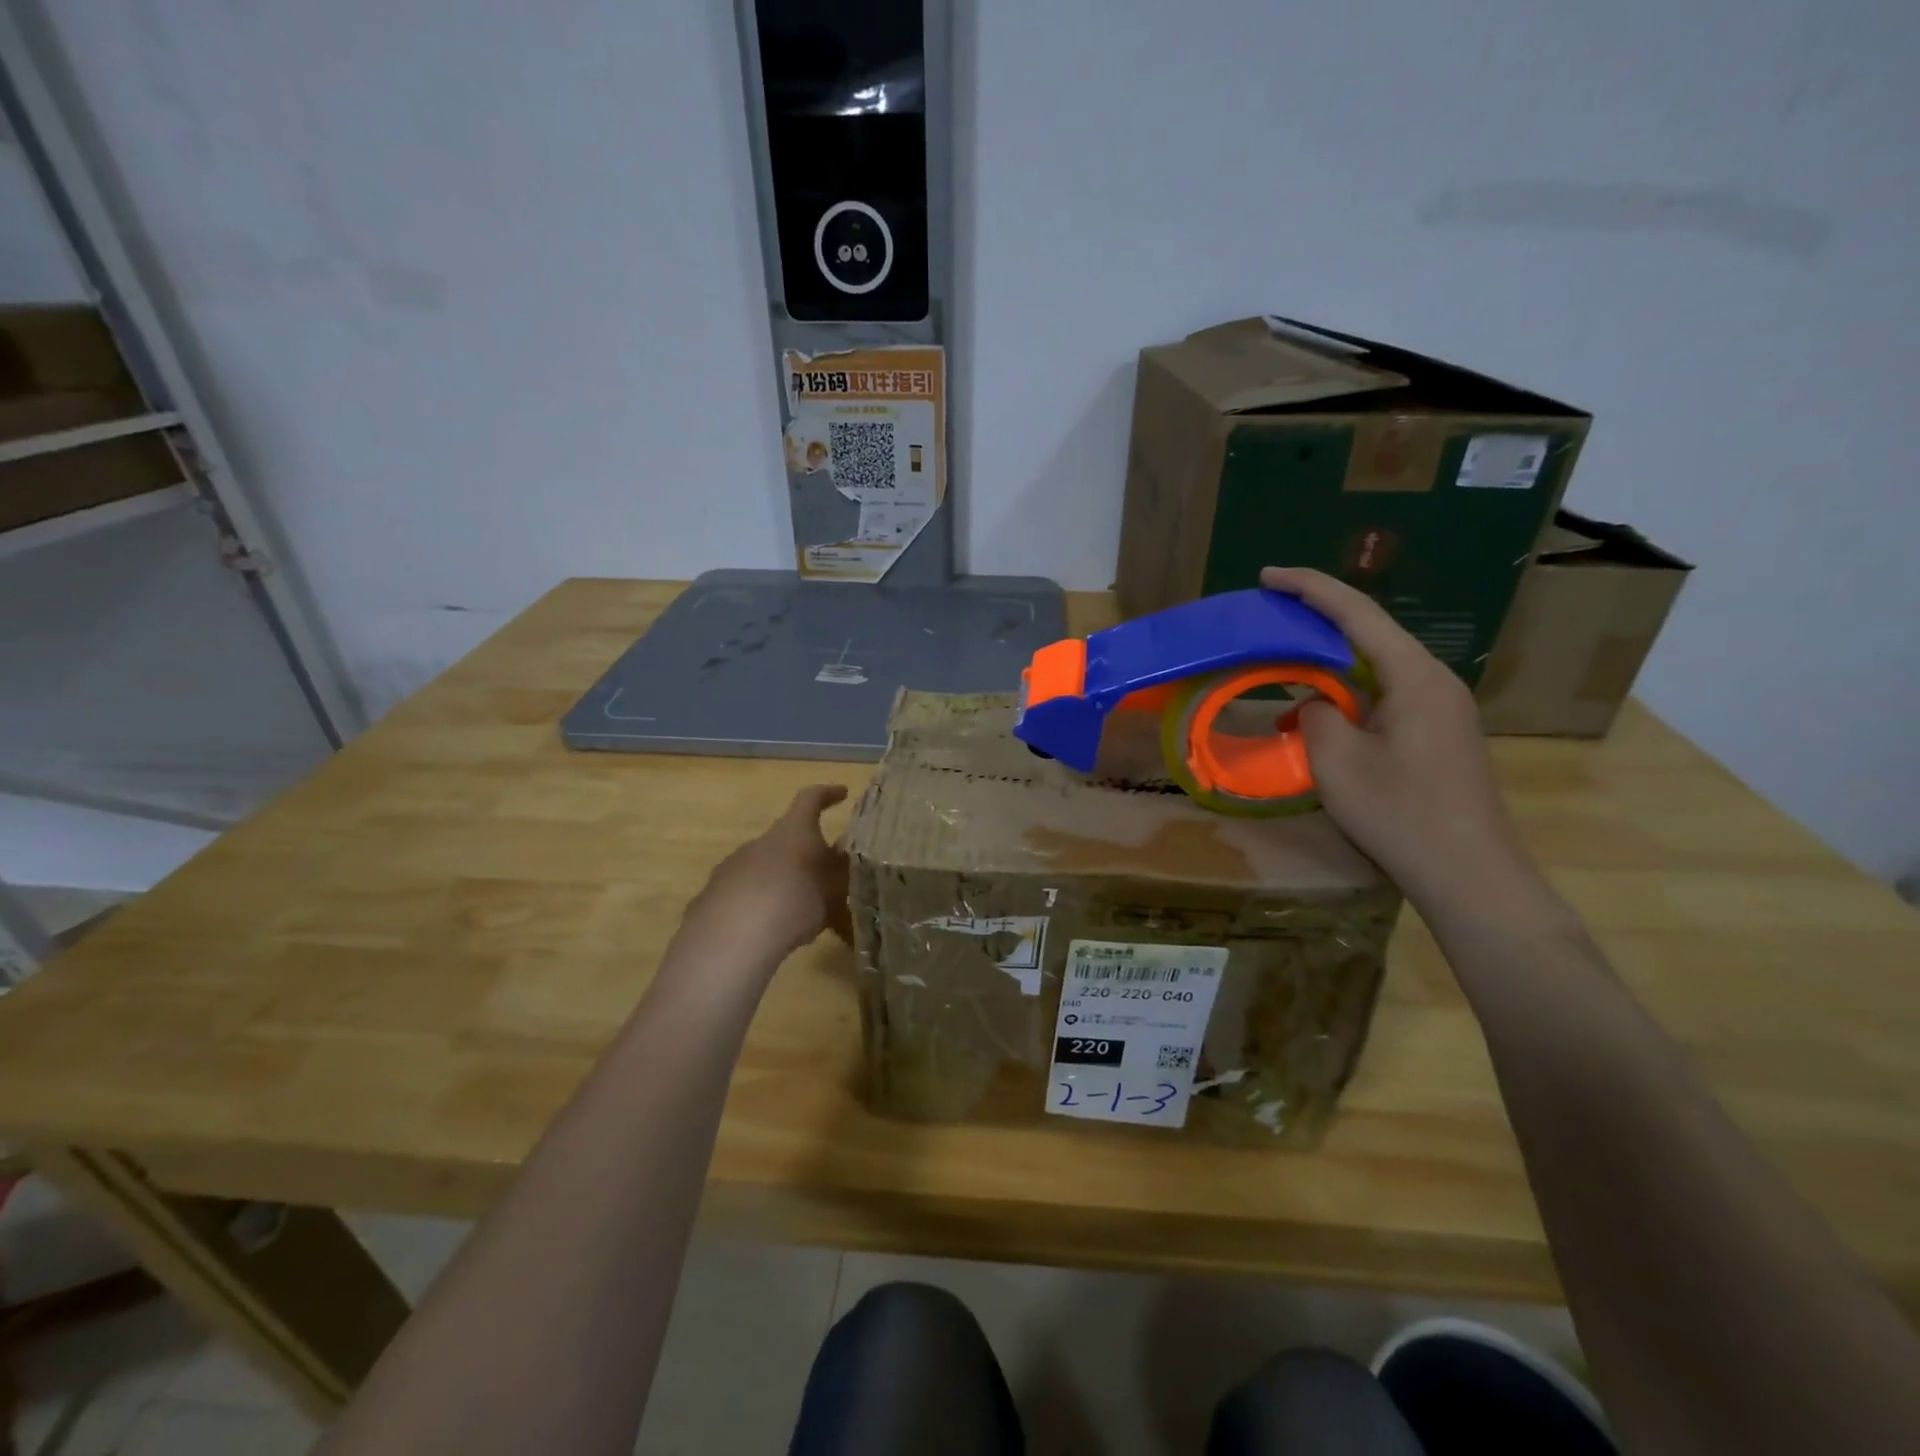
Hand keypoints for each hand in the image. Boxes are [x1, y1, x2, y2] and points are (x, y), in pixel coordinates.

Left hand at [677, 785, 851, 964]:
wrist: (732, 936)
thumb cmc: (795, 901)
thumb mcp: (834, 889)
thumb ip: (841, 873)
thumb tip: (845, 859)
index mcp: (794, 830)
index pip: (811, 799)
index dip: (827, 794)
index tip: (841, 793)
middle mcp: (762, 841)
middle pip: (789, 840)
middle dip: (808, 857)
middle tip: (827, 882)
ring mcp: (734, 866)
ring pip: (768, 870)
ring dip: (785, 885)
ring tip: (803, 916)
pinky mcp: (714, 894)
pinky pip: (747, 895)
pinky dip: (762, 907)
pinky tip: (772, 932)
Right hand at [1261, 567, 1541, 907]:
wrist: (1470, 875)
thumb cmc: (1401, 813)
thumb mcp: (1337, 762)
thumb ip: (1315, 715)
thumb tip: (1316, 705)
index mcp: (1414, 676)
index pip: (1357, 614)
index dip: (1310, 589)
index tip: (1268, 576)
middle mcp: (1433, 682)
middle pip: (1370, 633)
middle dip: (1318, 618)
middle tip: (1270, 613)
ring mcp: (1440, 710)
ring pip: (1376, 666)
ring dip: (1330, 659)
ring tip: (1285, 655)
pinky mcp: (1437, 736)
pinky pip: (1384, 695)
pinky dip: (1346, 692)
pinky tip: (1317, 710)